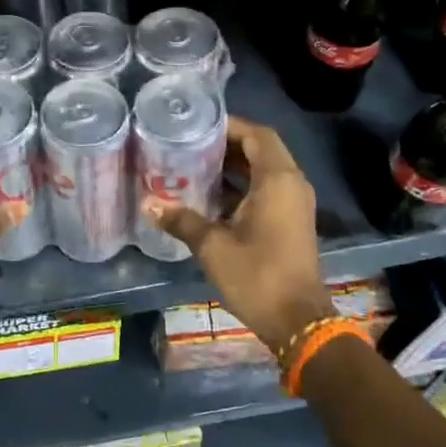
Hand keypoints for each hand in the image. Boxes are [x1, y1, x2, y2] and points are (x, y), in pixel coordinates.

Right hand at [144, 117, 333, 355]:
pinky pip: (267, 190)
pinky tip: (211, 196)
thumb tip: (148, 204)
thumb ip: (181, 220)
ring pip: (264, 171)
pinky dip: (243, 186)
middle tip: (190, 144)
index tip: (197, 125)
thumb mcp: (212, 246)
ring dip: (234, 166)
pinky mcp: (291, 222)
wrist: (297, 321)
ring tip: (195, 164)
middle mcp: (291, 185)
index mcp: (277, 180)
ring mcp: (294, 204)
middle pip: (261, 149)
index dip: (229, 125)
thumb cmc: (257, 275)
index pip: (257, 134)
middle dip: (227, 144)